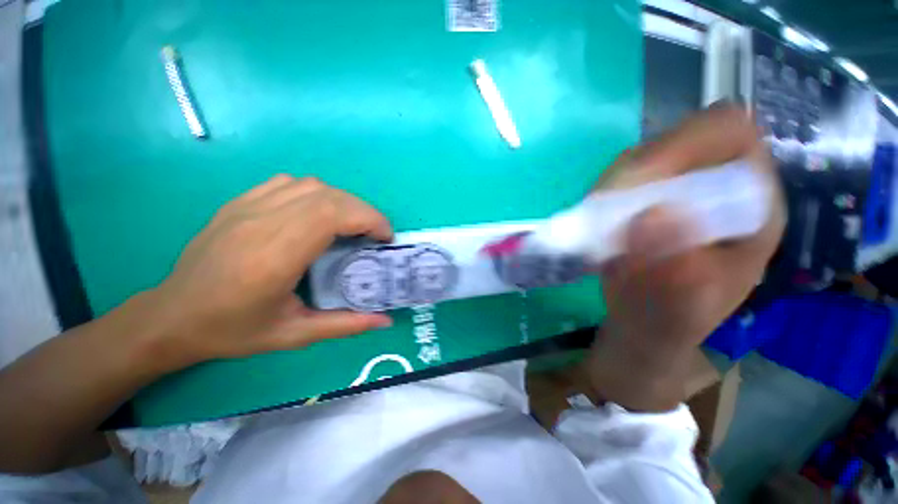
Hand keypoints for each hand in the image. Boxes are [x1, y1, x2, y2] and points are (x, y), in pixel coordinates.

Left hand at [141, 176, 393, 371]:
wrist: (172, 317)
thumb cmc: (233, 330)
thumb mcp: (294, 335)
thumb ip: (345, 325)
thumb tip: (385, 320)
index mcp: (275, 257)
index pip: (333, 215)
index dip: (369, 219)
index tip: (385, 238)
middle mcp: (262, 223)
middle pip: (329, 197)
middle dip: (364, 211)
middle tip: (375, 235)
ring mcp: (247, 208)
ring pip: (312, 185)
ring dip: (343, 202)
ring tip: (351, 225)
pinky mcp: (239, 202)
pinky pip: (289, 183)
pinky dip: (316, 194)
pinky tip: (317, 215)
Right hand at [586, 106, 784, 410]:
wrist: (644, 321)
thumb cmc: (672, 319)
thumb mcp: (681, 309)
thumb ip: (673, 272)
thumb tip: (650, 216)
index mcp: (751, 203)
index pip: (729, 134)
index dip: (685, 145)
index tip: (639, 184)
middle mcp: (715, 183)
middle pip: (674, 140)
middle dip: (635, 174)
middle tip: (606, 214)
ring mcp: (675, 187)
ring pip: (638, 159)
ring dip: (611, 190)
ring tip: (600, 228)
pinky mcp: (642, 197)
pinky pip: (615, 181)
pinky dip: (599, 199)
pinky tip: (596, 227)